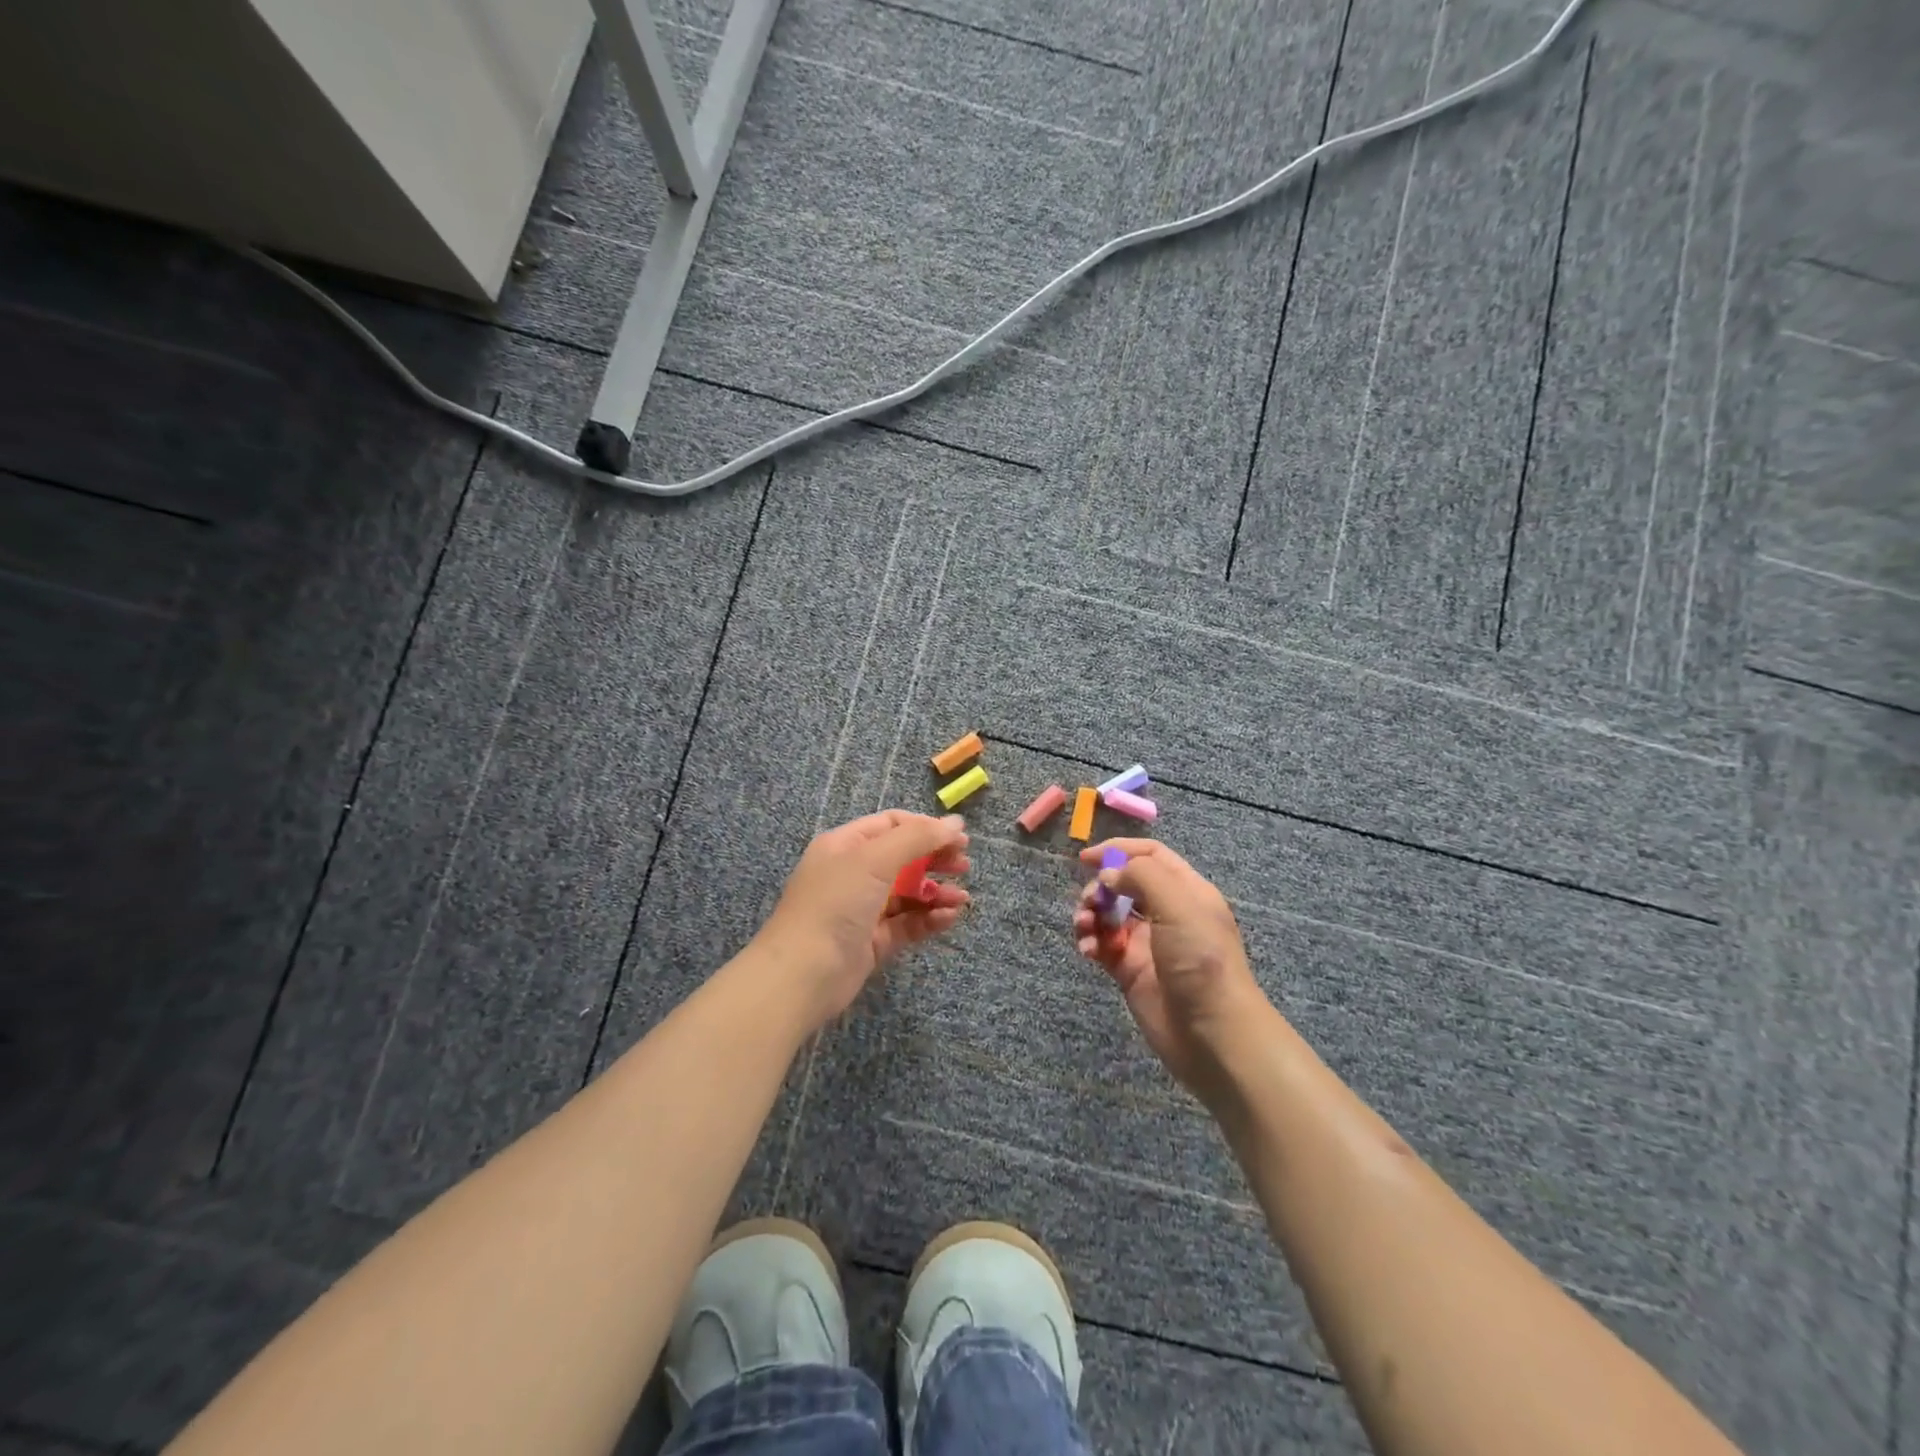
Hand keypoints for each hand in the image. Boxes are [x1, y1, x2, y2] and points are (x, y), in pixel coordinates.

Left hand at [755, 810, 970, 1028]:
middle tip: (965, 866)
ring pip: (909, 893)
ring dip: (937, 893)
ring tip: (962, 899)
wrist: (803, 974)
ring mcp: (862, 909)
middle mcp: (853, 873)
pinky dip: (929, 918)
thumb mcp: (875, 859)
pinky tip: (949, 918)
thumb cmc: (835, 903)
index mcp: (846, 845)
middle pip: (904, 858)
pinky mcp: (872, 941)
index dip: (926, 828)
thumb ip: (917, 838)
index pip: (892, 825)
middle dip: (936, 860)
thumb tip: (955, 823)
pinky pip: (907, 923)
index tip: (960, 838)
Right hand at [1073, 838, 1271, 1097]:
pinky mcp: (1130, 970)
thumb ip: (1142, 875)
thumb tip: (1109, 875)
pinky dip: (1090, 942)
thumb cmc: (1201, 959)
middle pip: (1124, 884)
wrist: (1212, 1033)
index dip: (1119, 850)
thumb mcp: (1179, 904)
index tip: (1087, 858)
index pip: (1151, 855)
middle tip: (1090, 902)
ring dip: (1090, 914)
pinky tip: (1088, 951)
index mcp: (1186, 891)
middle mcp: (1167, 913)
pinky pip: (1103, 945)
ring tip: (1084, 928)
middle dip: (1101, 887)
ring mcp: (1147, 943)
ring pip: (1108, 914)